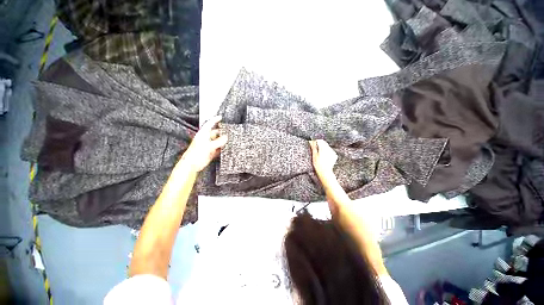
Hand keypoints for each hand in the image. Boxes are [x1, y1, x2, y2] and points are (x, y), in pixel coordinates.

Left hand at [180, 116, 227, 172]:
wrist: (192, 165)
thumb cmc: (195, 154)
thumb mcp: (209, 146)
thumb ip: (218, 141)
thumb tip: (226, 137)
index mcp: (203, 134)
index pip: (209, 124)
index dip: (215, 120)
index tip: (220, 117)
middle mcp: (206, 139)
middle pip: (216, 133)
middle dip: (222, 132)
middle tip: (229, 132)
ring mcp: (209, 145)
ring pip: (218, 141)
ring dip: (223, 141)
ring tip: (230, 140)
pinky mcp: (211, 152)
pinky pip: (219, 148)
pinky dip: (223, 148)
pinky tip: (226, 148)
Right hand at [309, 139, 337, 179]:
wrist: (325, 172)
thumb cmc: (318, 165)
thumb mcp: (314, 155)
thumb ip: (313, 147)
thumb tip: (311, 141)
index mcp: (323, 148)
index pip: (320, 141)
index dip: (316, 142)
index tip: (313, 144)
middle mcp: (329, 149)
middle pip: (324, 143)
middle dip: (320, 145)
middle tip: (316, 150)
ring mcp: (332, 152)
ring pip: (327, 146)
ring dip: (323, 148)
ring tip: (320, 154)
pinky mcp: (334, 155)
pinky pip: (330, 151)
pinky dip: (327, 152)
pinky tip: (324, 157)